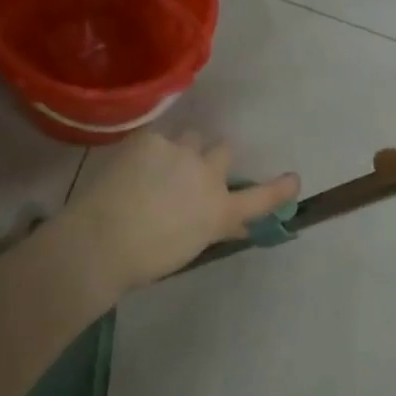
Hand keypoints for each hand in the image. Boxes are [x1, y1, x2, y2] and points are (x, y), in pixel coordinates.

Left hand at [61, 130, 299, 291]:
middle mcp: (208, 175)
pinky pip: (158, 137)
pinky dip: (149, 149)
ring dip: (183, 148)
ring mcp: (180, 152)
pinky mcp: (151, 139)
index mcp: (220, 209)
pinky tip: (131, 167)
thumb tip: (236, 224)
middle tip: (192, 171)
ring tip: (158, 166)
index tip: (293, 179)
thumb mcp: (191, 245)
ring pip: (192, 137)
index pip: (261, 198)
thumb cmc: (146, 258)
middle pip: (224, 150)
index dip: (280, 189)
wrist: (102, 240)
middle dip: (213, 157)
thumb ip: (214, 227)